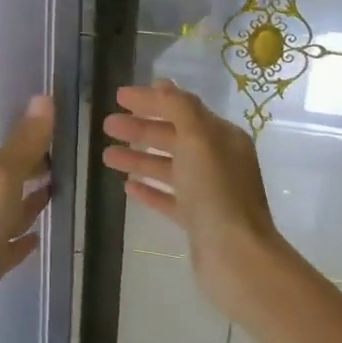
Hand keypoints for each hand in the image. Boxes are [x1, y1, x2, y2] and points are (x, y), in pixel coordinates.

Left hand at [0, 95, 54, 342]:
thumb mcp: (2, 178)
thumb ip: (24, 143)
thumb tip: (44, 97)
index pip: (17, 152)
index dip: (39, 142)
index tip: (67, 133)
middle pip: (15, 180)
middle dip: (37, 170)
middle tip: (70, 162)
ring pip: (14, 212)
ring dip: (32, 203)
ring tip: (61, 193)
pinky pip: (11, 247)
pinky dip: (24, 240)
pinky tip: (39, 238)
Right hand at [101, 80, 284, 322]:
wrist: (235, 256)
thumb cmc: (216, 192)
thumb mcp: (198, 139)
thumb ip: (179, 108)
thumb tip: (163, 85)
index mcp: (222, 138)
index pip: (182, 109)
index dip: (151, 101)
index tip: (119, 96)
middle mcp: (217, 161)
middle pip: (173, 137)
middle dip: (140, 129)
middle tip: (106, 125)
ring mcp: (208, 192)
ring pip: (168, 168)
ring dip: (138, 159)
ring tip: (106, 156)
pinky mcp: (197, 221)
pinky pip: (169, 198)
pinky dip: (149, 189)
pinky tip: (127, 187)